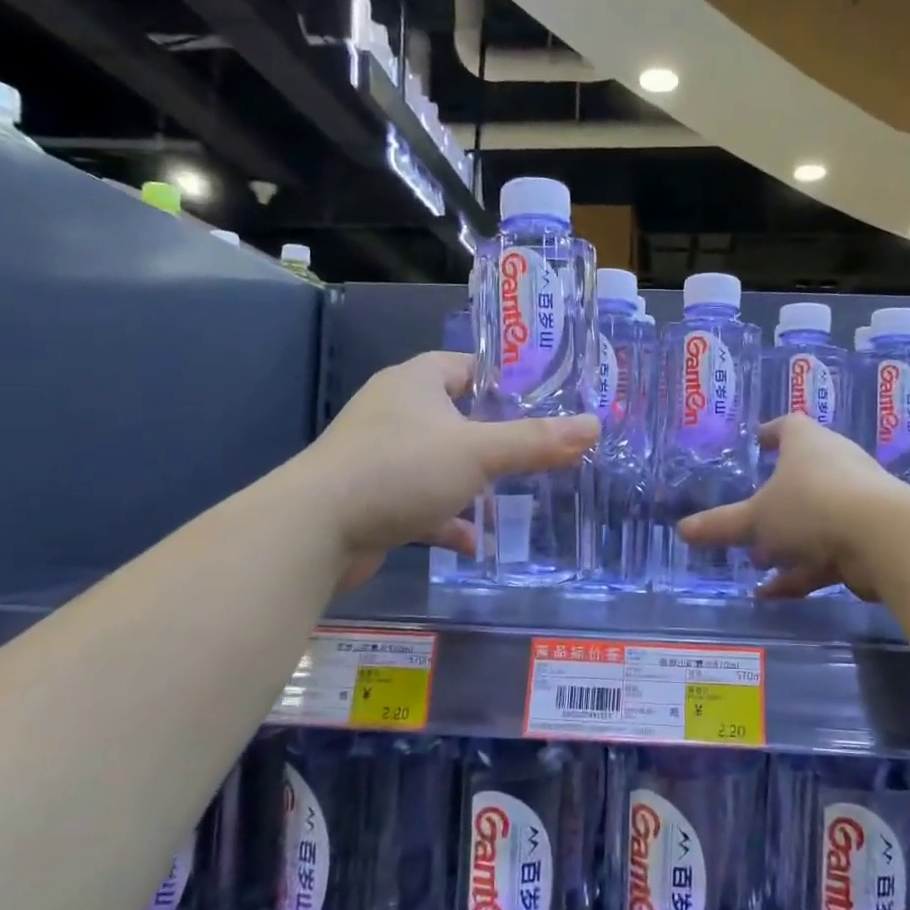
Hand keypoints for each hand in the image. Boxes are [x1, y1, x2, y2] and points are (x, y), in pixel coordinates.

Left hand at [301, 352, 597, 582]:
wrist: (315, 531)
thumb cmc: (400, 470)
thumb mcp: (478, 452)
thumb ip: (536, 442)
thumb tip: (594, 426)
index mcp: (415, 383)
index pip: (467, 367)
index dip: (505, 381)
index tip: (543, 400)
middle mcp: (395, 412)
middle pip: (457, 416)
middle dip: (495, 436)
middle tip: (539, 450)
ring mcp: (380, 457)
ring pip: (440, 463)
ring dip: (473, 481)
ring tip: (515, 495)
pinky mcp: (373, 498)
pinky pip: (421, 502)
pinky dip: (447, 519)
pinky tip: (473, 542)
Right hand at [679, 414, 901, 599]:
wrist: (884, 539)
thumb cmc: (811, 507)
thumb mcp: (757, 518)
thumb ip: (721, 526)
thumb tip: (682, 530)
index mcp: (808, 444)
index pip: (788, 427)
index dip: (771, 432)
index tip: (757, 441)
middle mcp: (836, 465)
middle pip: (802, 475)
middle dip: (774, 499)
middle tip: (750, 515)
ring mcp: (856, 502)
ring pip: (814, 519)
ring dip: (786, 541)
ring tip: (756, 561)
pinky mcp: (866, 538)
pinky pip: (826, 552)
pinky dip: (801, 571)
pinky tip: (772, 594)